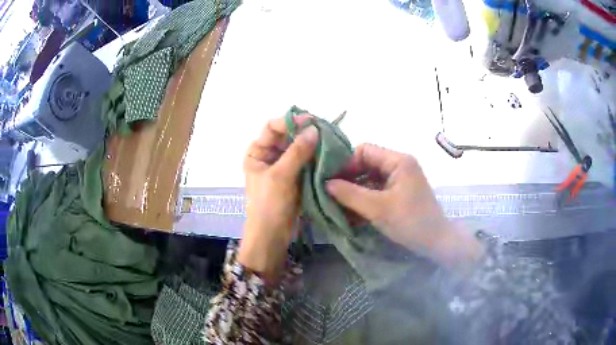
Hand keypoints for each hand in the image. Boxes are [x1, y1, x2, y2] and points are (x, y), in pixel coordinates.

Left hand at [239, 115, 317, 280]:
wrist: (272, 236)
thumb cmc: (269, 205)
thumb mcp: (280, 176)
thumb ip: (297, 152)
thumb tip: (314, 130)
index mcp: (257, 152)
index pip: (272, 128)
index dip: (290, 121)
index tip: (311, 121)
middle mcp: (269, 156)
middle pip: (288, 136)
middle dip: (305, 132)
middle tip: (325, 130)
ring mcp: (283, 167)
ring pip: (299, 149)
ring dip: (312, 145)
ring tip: (330, 141)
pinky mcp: (295, 177)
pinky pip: (306, 162)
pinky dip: (316, 158)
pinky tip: (329, 154)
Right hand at [326, 144, 482, 268]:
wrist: (436, 243)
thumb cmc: (410, 221)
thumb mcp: (377, 208)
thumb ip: (350, 194)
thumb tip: (325, 184)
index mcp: (398, 161)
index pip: (364, 151)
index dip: (346, 163)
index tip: (330, 180)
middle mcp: (399, 166)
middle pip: (366, 165)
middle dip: (348, 180)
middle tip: (329, 194)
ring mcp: (400, 180)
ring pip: (369, 180)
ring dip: (354, 193)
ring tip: (336, 206)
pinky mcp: (399, 194)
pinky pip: (376, 192)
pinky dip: (364, 201)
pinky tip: (350, 214)